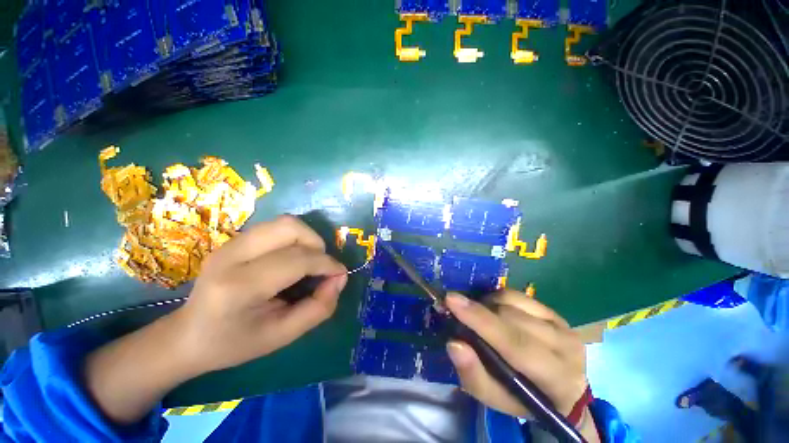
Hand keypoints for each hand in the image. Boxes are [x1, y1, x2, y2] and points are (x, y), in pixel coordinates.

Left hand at [174, 215, 348, 373]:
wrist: (187, 336)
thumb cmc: (234, 343)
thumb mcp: (282, 336)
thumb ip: (319, 308)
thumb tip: (340, 278)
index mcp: (239, 287)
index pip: (297, 260)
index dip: (327, 264)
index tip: (340, 274)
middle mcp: (232, 255)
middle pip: (290, 228)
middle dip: (317, 243)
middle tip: (320, 266)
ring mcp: (230, 243)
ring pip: (285, 222)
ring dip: (307, 238)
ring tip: (308, 261)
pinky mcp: (234, 239)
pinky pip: (276, 227)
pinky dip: (294, 239)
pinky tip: (291, 259)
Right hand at [445, 291, 587, 418]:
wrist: (561, 391)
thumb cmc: (524, 399)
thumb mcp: (496, 400)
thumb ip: (474, 376)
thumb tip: (454, 344)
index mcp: (556, 379)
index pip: (515, 343)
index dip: (480, 320)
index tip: (451, 300)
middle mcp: (565, 347)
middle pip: (511, 317)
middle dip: (478, 311)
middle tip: (455, 308)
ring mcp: (562, 325)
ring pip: (513, 302)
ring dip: (487, 306)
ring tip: (478, 317)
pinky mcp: (555, 312)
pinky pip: (518, 295)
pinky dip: (498, 299)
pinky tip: (493, 311)